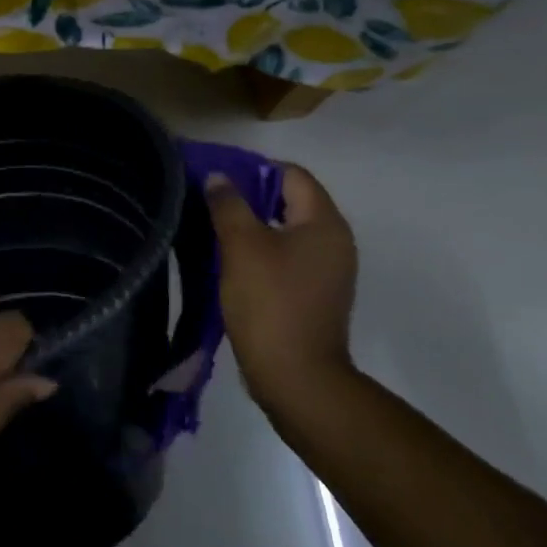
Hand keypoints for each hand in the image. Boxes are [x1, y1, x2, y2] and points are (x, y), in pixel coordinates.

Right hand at [206, 164, 357, 411]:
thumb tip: (220, 178)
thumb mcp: (241, 246)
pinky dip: (261, 252)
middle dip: (250, 198)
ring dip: (253, 227)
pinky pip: (287, 257)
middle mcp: (335, 241)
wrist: (295, 376)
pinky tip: (231, 262)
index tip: (218, 179)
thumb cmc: (270, 302)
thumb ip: (229, 205)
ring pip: (287, 231)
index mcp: (324, 223)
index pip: (292, 175)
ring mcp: (328, 271)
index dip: (255, 170)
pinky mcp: (315, 294)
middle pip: (291, 201)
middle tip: (211, 203)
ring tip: (215, 230)